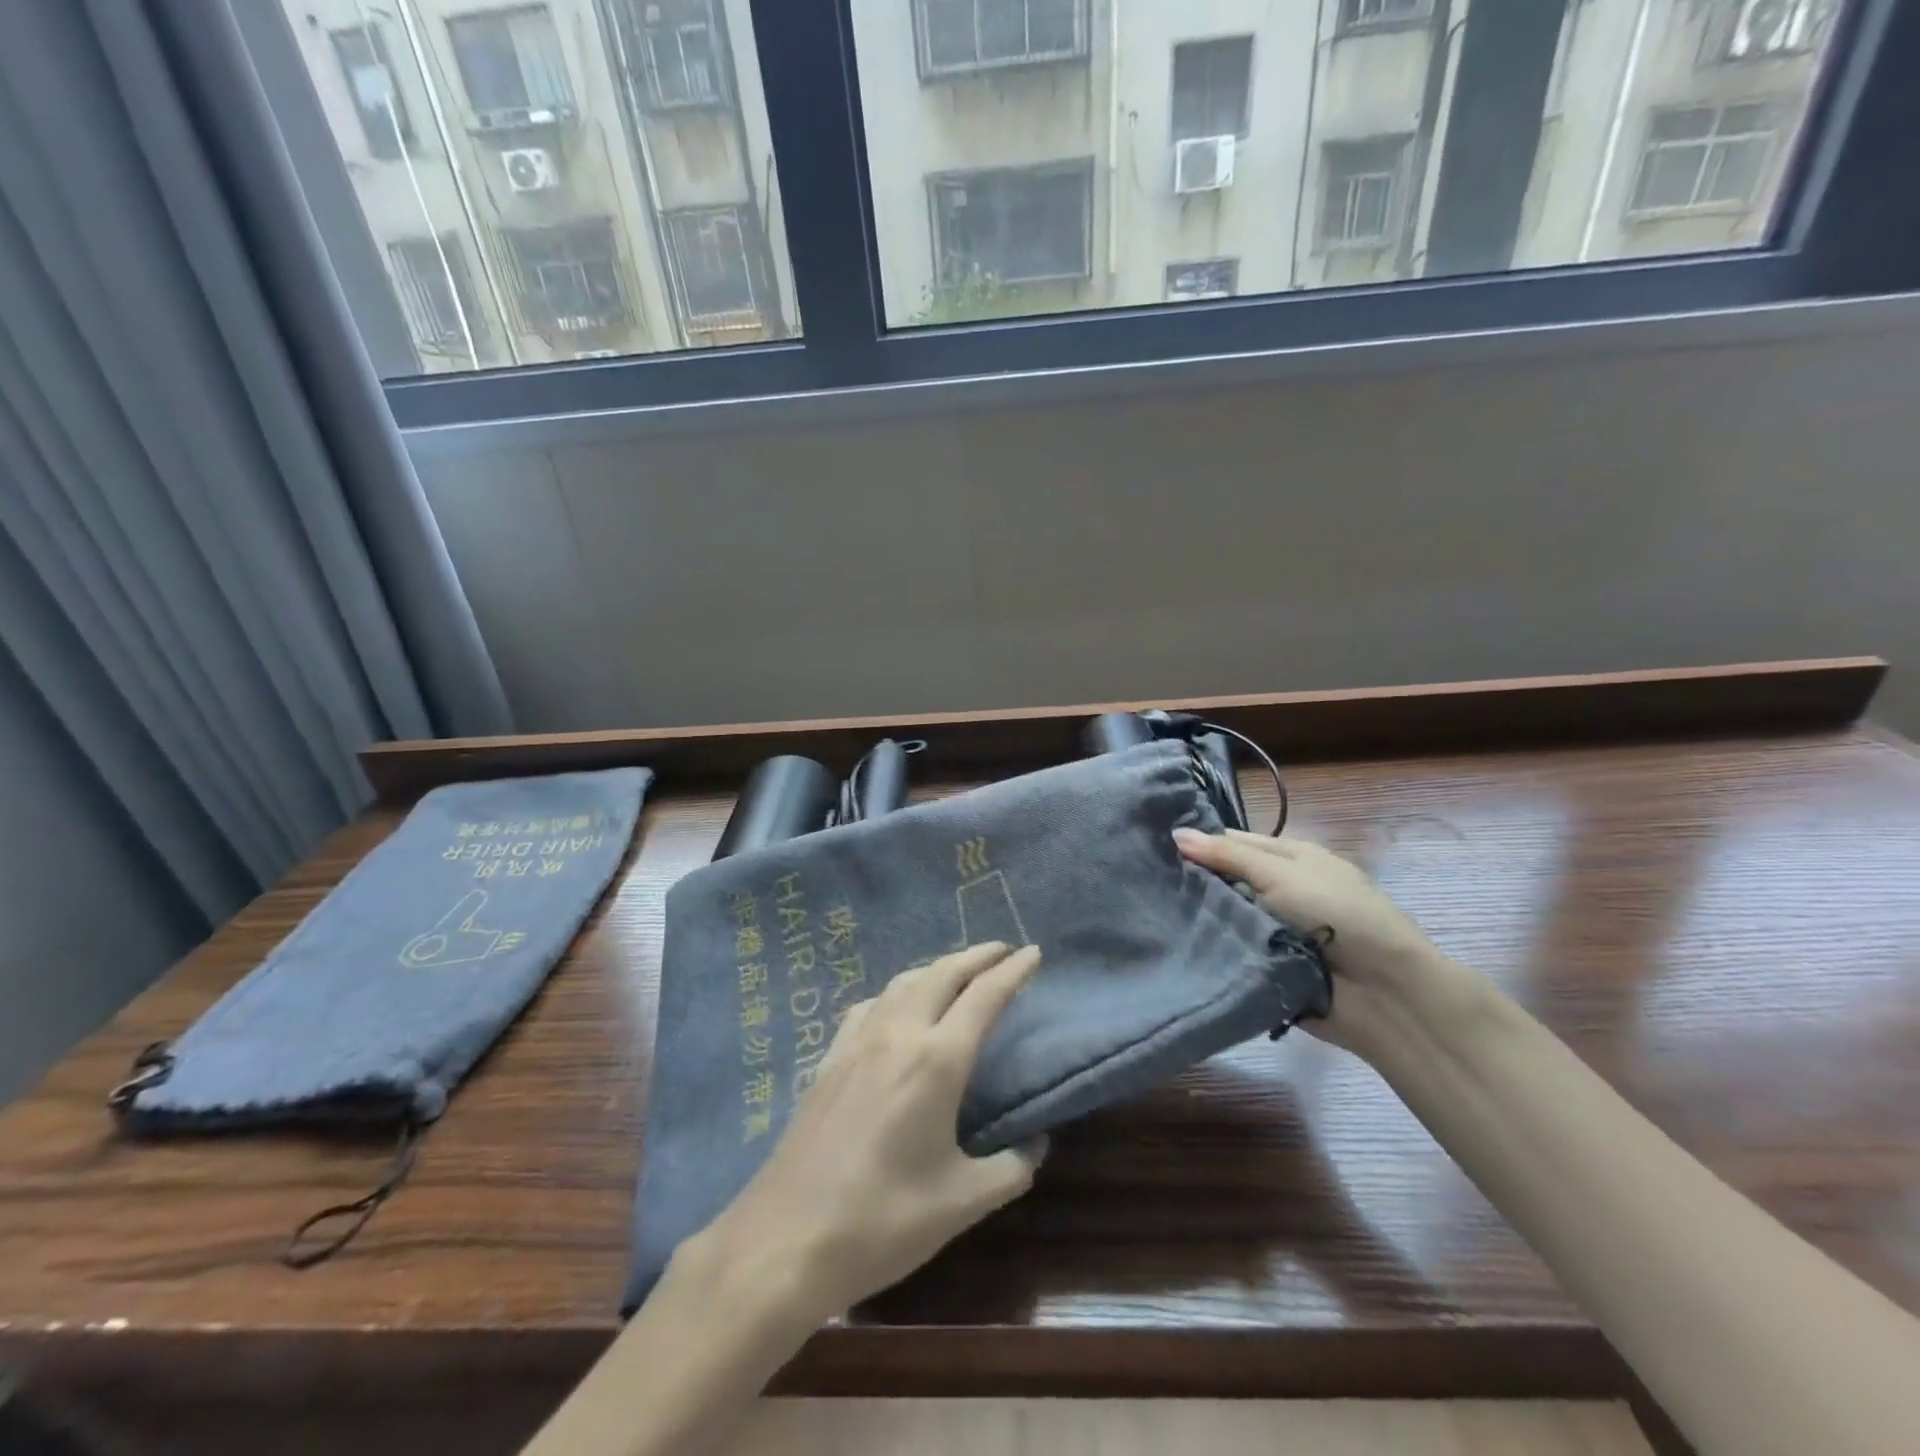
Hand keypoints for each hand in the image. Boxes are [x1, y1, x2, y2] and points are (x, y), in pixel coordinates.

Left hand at [693, 942, 1046, 1326]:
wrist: (785, 1240)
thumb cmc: (881, 1222)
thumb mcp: (961, 1203)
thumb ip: (1011, 1168)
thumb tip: (1037, 1142)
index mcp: (936, 1061)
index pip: (984, 997)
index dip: (1012, 970)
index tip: (1034, 952)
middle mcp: (897, 1035)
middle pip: (942, 974)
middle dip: (976, 956)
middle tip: (1003, 950)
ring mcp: (857, 1042)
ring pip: (904, 982)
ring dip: (937, 968)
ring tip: (958, 971)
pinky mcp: (829, 1058)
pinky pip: (871, 1004)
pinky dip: (898, 991)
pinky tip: (897, 1006)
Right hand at [1173, 829, 1479, 1059]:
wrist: (1384, 993)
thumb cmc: (1339, 915)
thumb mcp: (1282, 873)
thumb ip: (1228, 855)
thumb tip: (1175, 834)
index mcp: (1288, 859)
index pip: (1232, 842)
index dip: (1196, 842)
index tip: (1150, 845)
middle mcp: (1277, 890)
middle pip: (1222, 880)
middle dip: (1189, 881)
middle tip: (1140, 880)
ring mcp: (1269, 930)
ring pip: (1221, 917)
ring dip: (1195, 917)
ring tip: (1145, 911)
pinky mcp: (1262, 966)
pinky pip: (1226, 952)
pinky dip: (1206, 949)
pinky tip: (1168, 943)